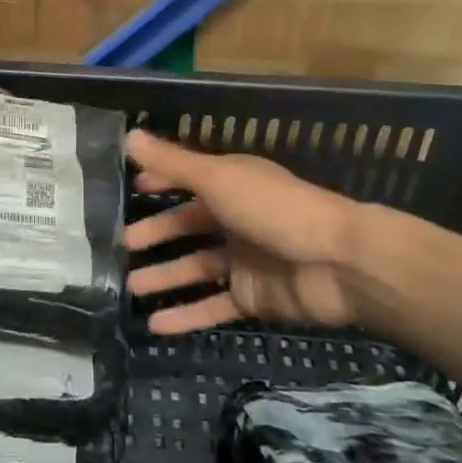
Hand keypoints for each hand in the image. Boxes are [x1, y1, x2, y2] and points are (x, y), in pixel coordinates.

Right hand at [126, 131, 361, 334]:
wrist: (341, 264)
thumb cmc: (275, 209)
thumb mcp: (218, 179)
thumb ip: (172, 163)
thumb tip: (128, 135)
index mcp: (230, 184)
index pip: (186, 180)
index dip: (159, 183)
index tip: (129, 190)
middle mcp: (235, 219)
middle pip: (186, 227)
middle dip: (154, 235)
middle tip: (120, 246)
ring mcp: (245, 261)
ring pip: (195, 268)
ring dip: (164, 277)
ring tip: (128, 288)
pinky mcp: (254, 299)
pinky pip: (213, 306)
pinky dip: (186, 316)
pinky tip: (155, 327)